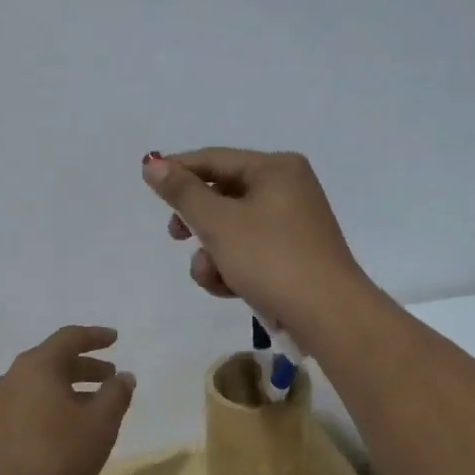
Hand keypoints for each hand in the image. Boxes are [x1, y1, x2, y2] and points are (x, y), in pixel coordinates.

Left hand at [0, 325, 135, 474]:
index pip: (69, 337)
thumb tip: (123, 376)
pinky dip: (52, 406)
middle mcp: (14, 377)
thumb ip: (116, 395)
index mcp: (37, 366)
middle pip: (54, 361)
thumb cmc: (55, 455)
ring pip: (41, 385)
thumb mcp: (99, 425)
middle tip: (110, 376)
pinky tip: (66, 429)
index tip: (114, 339)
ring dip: (69, 389)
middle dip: (85, 367)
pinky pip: (29, 405)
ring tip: (93, 406)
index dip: (95, 336)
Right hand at [141, 148, 372, 342]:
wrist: (328, 315)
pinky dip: (233, 266)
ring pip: (233, 228)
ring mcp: (293, 224)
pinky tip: (228, 288)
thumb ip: (183, 193)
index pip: (214, 159)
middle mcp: (288, 188)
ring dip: (212, 253)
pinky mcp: (293, 255)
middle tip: (176, 236)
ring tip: (210, 276)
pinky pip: (250, 250)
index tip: (147, 185)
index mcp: (275, 169)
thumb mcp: (219, 224)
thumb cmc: (271, 259)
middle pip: (223, 194)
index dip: (178, 170)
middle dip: (196, 221)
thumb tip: (153, 164)